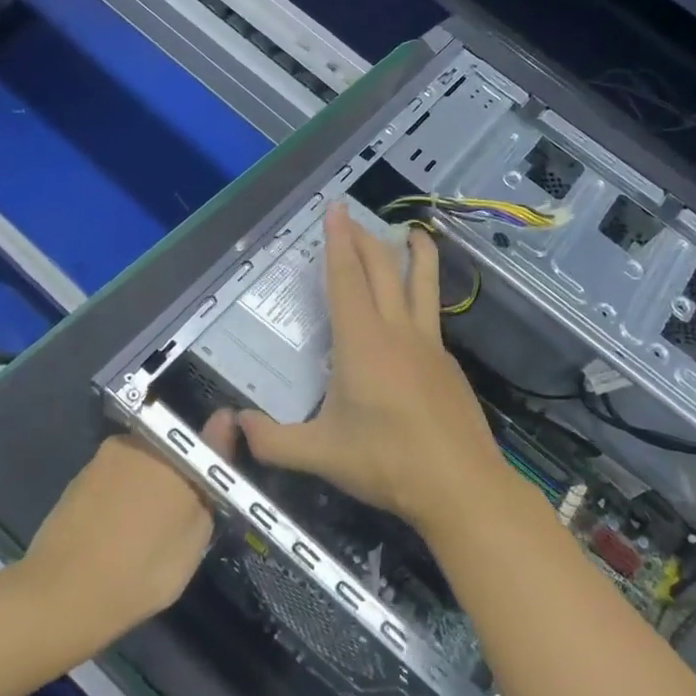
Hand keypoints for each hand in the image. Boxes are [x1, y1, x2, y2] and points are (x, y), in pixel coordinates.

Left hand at [24, 410, 234, 635]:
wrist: (63, 596)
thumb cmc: (144, 567)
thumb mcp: (196, 533)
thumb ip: (212, 477)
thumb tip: (224, 425)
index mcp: (172, 448)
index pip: (206, 440)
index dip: (215, 459)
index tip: (218, 484)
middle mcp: (137, 441)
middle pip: (172, 451)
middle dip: (180, 475)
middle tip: (183, 517)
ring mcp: (103, 458)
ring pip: (141, 466)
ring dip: (149, 487)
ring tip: (149, 531)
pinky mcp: (78, 480)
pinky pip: (115, 481)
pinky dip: (122, 500)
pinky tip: (120, 534)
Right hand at [239, 203, 510, 537]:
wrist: (460, 486)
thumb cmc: (387, 463)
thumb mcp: (320, 455)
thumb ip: (272, 441)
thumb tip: (235, 426)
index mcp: (362, 343)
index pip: (346, 279)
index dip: (338, 242)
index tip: (336, 209)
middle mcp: (397, 331)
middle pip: (383, 269)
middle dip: (365, 238)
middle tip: (353, 217)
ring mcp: (429, 344)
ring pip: (422, 283)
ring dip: (414, 252)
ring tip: (411, 231)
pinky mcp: (448, 362)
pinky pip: (432, 313)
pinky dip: (423, 291)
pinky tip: (416, 306)